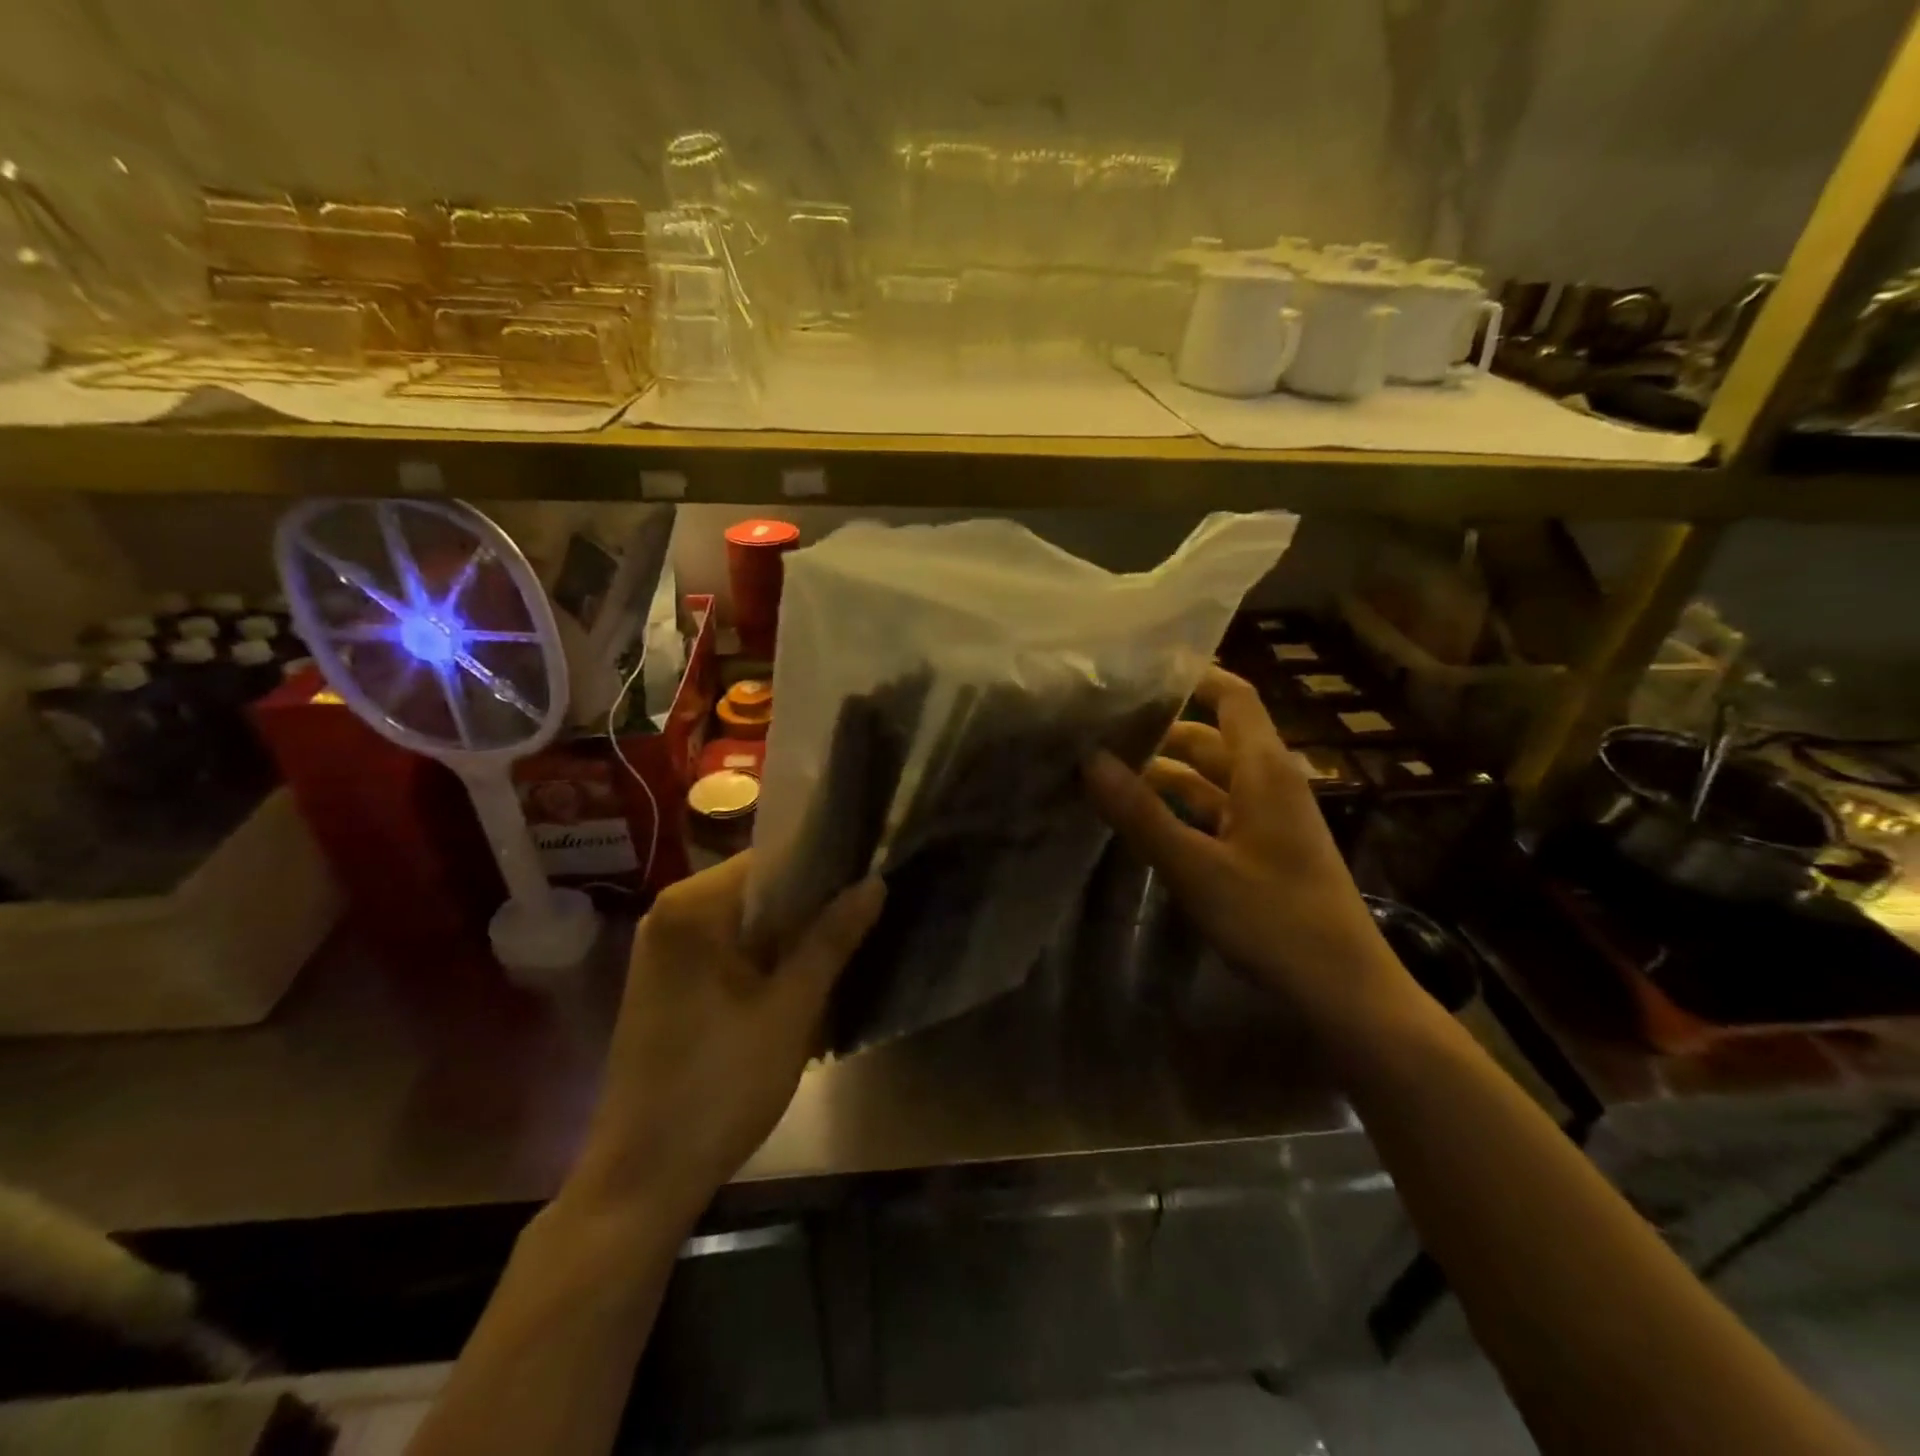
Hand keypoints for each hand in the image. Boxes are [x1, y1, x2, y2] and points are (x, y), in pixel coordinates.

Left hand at [566, 852, 883, 1224]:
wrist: (643, 1178)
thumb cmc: (720, 1085)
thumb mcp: (791, 1009)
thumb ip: (832, 939)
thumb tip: (874, 882)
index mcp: (691, 907)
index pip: (770, 858)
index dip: (823, 865)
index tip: (868, 872)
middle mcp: (669, 916)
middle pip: (756, 890)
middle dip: (810, 903)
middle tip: (866, 911)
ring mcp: (663, 952)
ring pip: (744, 923)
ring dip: (790, 934)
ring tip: (847, 938)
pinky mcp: (668, 985)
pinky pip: (726, 950)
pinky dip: (763, 958)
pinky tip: (801, 977)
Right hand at [1083, 666, 1416, 1042]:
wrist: (1344, 991)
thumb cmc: (1275, 919)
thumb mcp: (1196, 867)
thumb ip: (1141, 814)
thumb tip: (1089, 759)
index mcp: (1264, 770)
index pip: (1233, 697)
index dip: (1195, 674)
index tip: (1142, 666)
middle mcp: (1268, 783)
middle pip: (1212, 737)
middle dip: (1161, 728)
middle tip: (1102, 723)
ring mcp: (1266, 819)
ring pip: (1209, 778)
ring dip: (1164, 772)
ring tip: (1106, 768)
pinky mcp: (1261, 850)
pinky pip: (1213, 811)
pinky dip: (1178, 807)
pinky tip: (1140, 816)